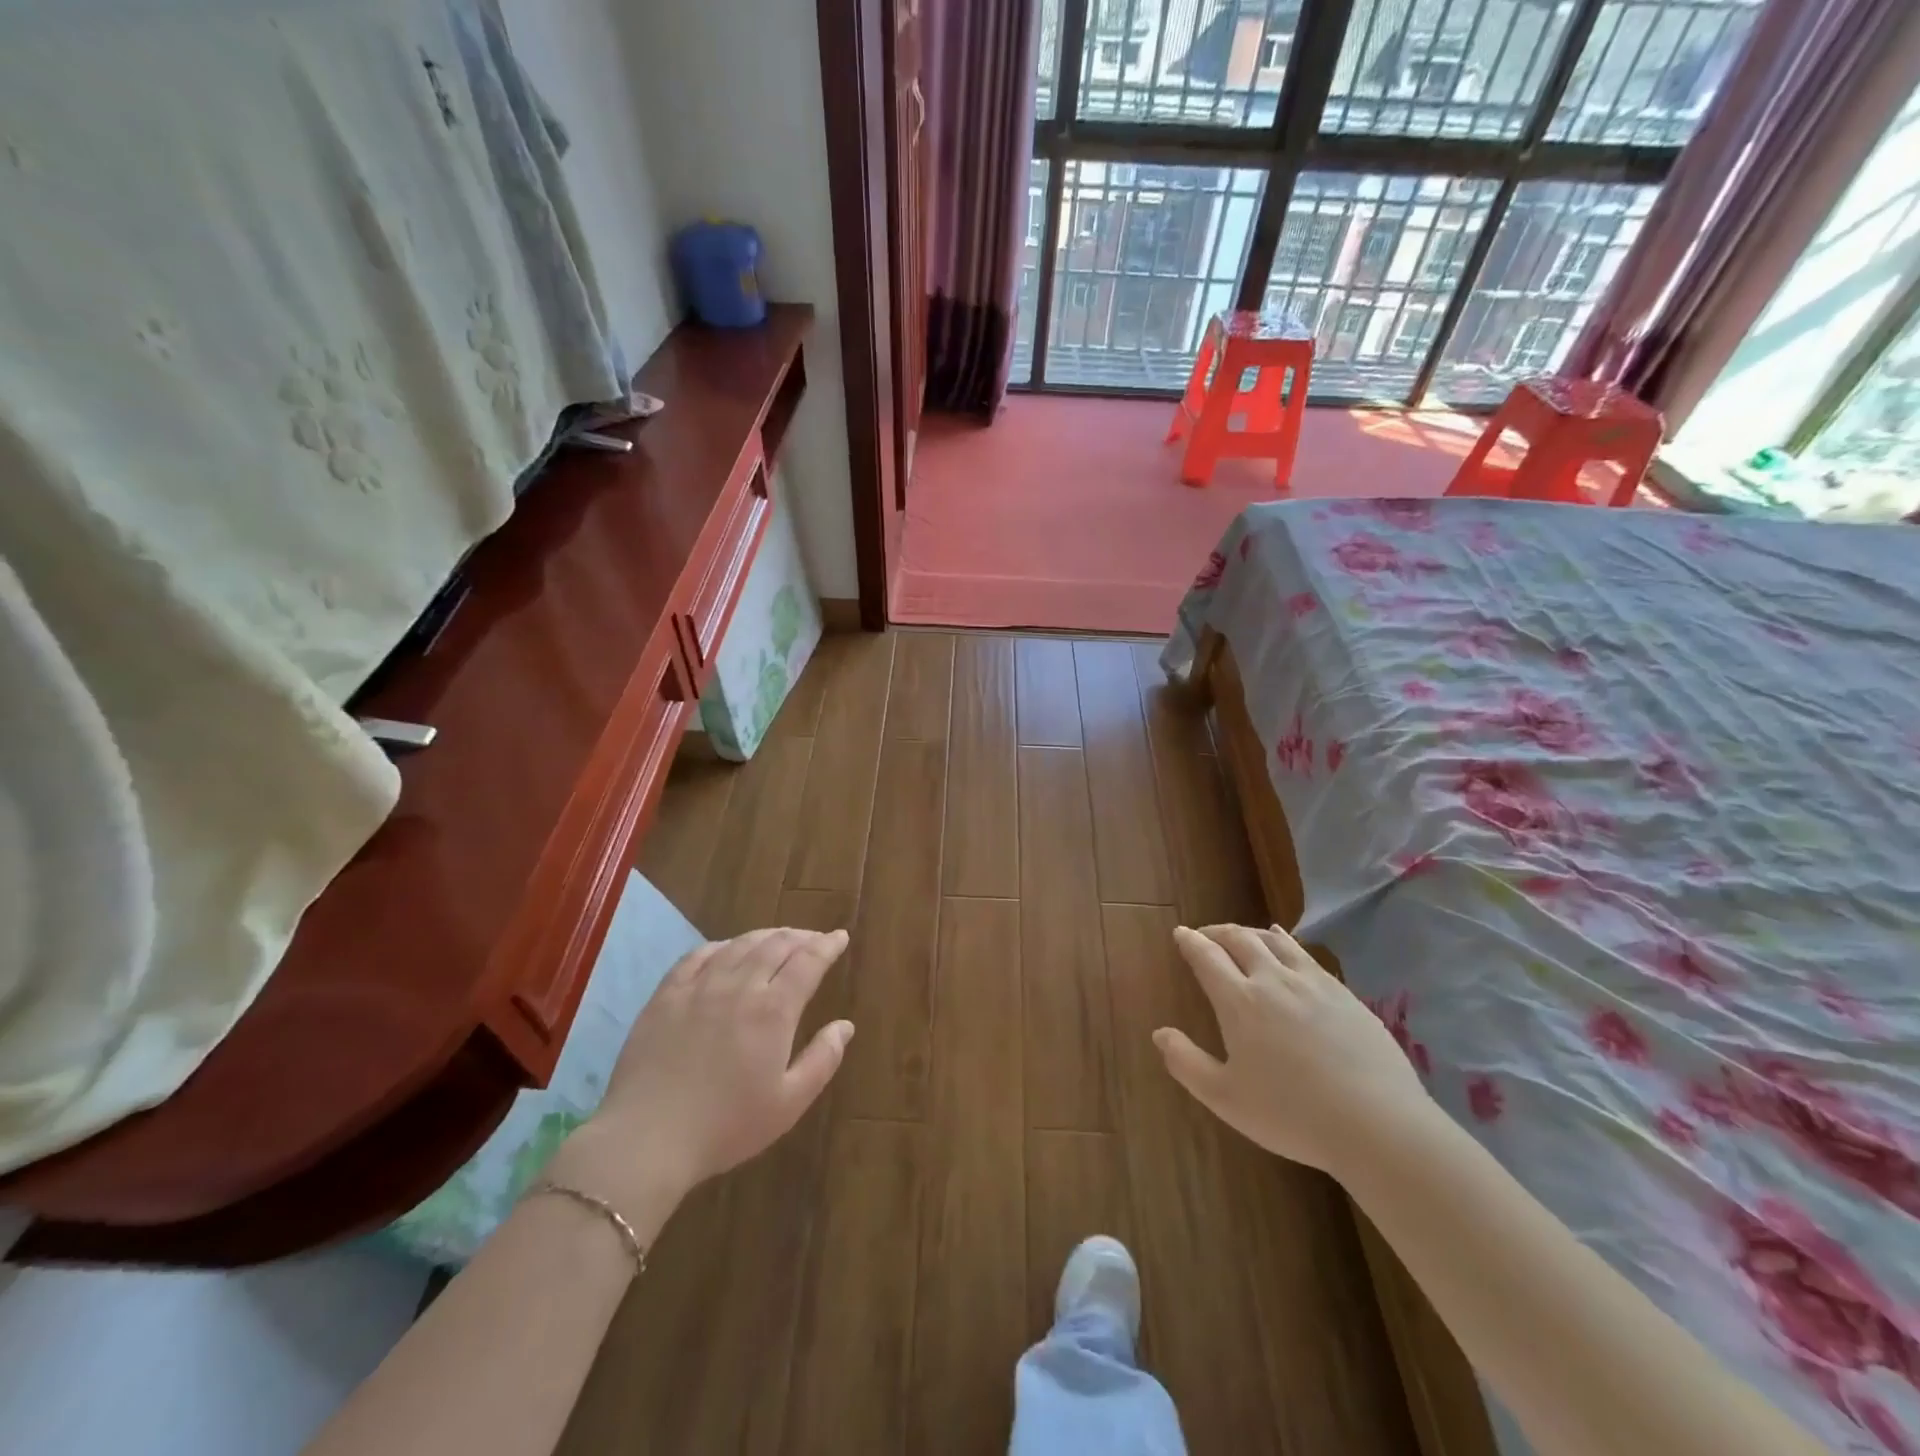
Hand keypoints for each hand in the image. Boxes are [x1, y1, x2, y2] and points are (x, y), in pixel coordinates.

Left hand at [546, 928, 853, 1219]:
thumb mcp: (788, 1103)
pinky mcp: (666, 995)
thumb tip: (845, 1026)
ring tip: (778, 938)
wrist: (647, 1139)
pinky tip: (726, 949)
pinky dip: (721, 945)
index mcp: (773, 1010)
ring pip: (739, 945)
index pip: (808, 962)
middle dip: (801, 937)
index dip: (827, 946)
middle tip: (814, 938)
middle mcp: (740, 986)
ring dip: (766, 936)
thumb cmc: (726, 1126)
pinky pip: (698, 955)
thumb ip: (822, 1060)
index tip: (840, 937)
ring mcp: (699, 987)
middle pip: (776, 945)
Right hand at [1155, 924, 1433, 1179]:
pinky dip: (1285, 942)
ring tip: (1241, 934)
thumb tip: (1160, 1032)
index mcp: (1239, 1001)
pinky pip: (1305, 954)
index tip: (1180, 933)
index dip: (1190, 942)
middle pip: (1239, 939)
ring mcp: (1312, 983)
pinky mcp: (1344, 993)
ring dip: (1250, 932)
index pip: (1206, 957)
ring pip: (1274, 941)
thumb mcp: (1226, 1099)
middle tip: (1205, 934)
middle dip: (1217, 932)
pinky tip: (1286, 945)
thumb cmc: (1292, 1114)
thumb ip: (1187, 1063)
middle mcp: (1272, 980)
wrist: (1378, 1124)